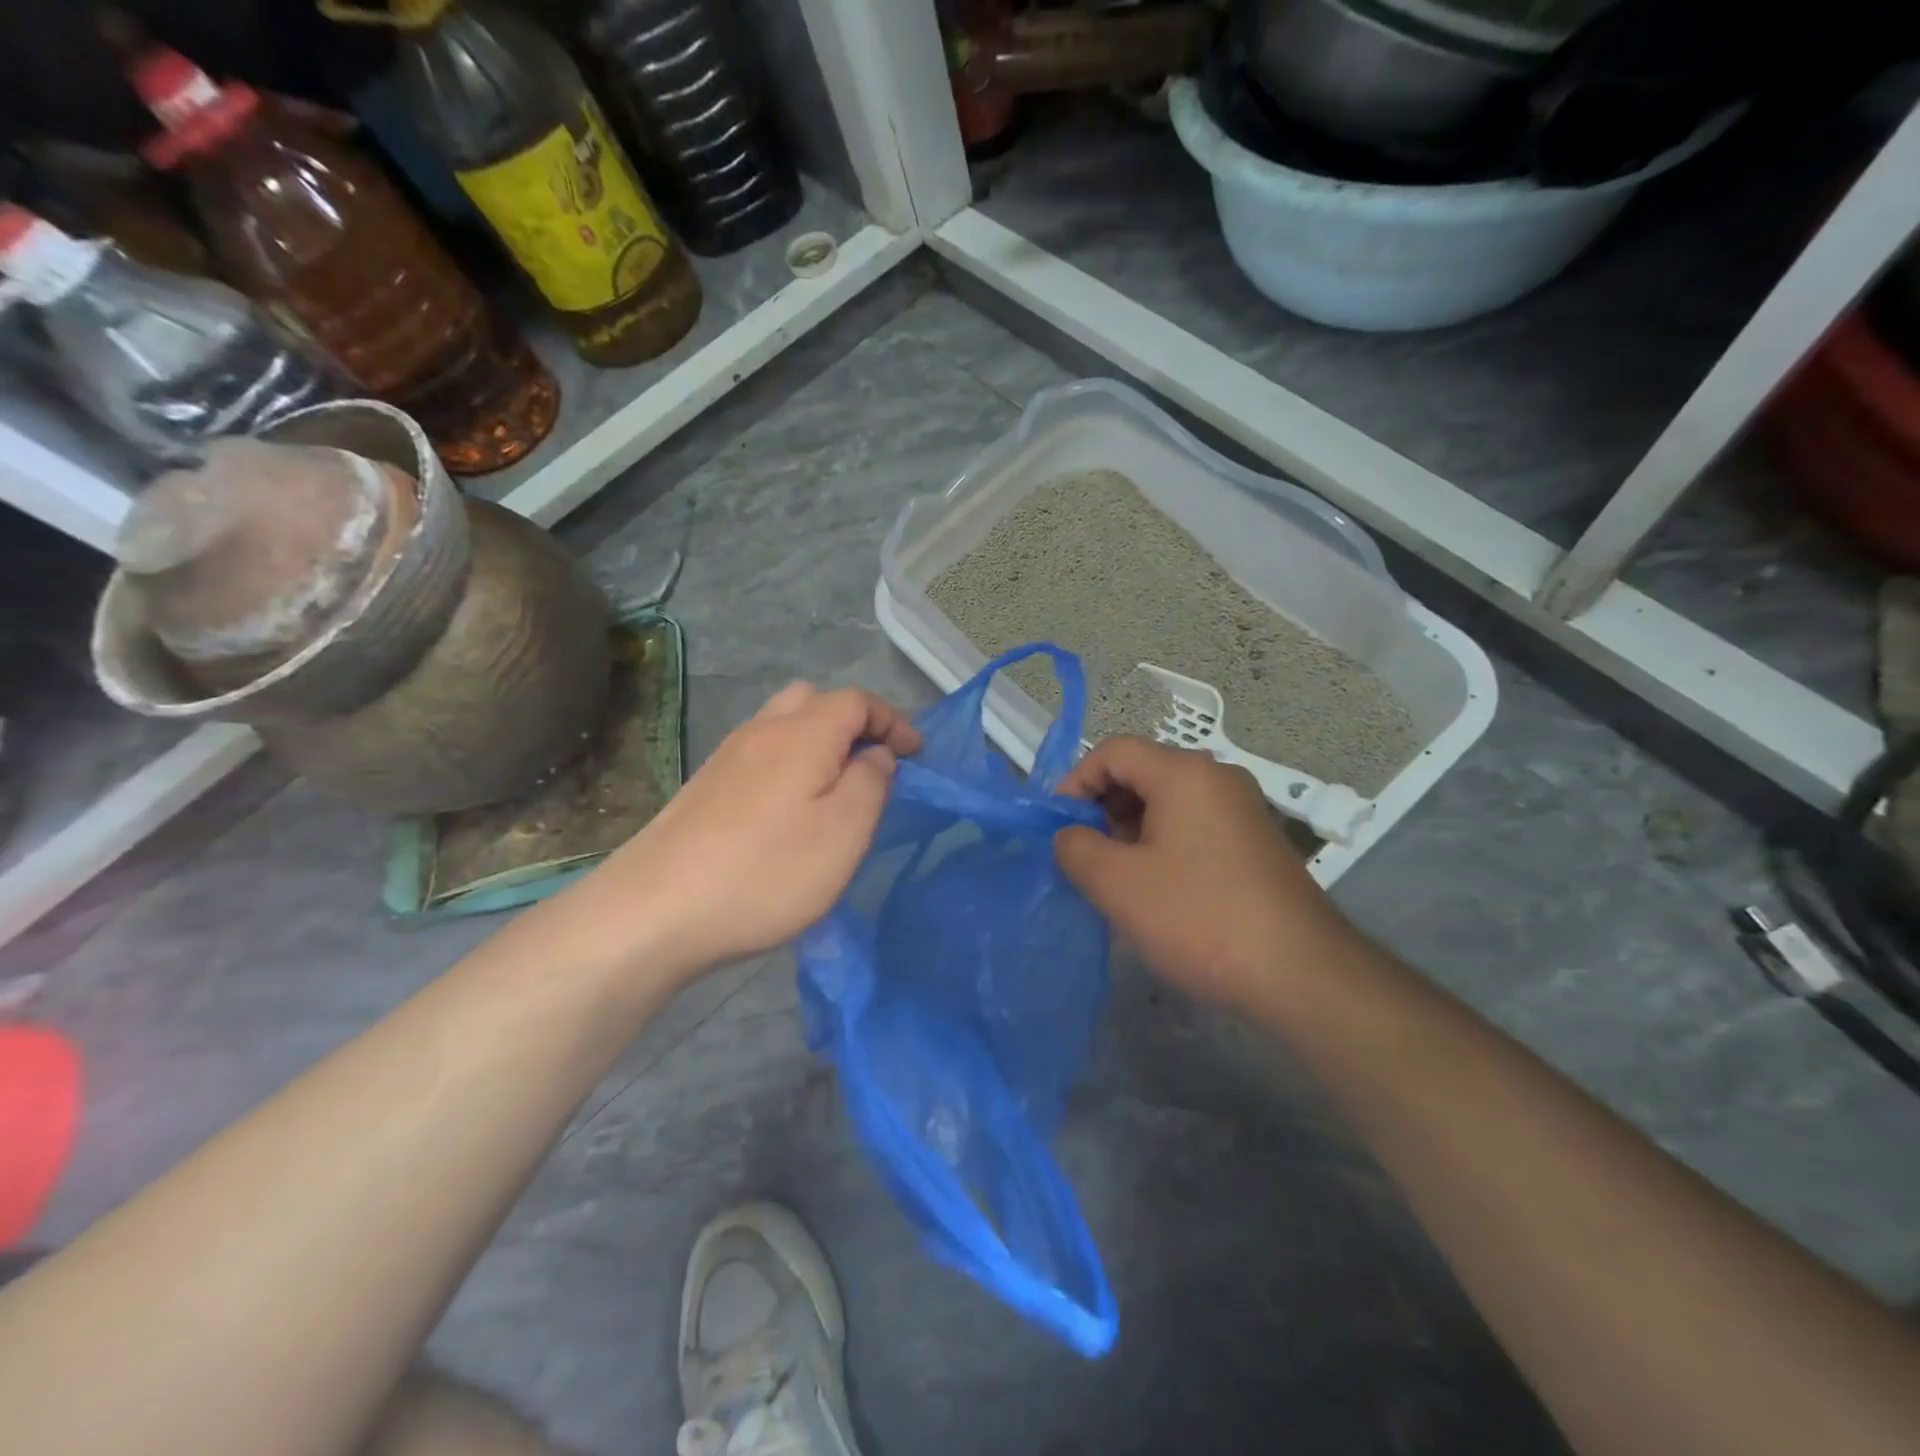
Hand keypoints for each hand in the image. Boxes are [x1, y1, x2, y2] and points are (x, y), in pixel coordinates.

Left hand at [565, 683, 919, 983]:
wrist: (654, 911)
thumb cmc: (765, 871)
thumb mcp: (844, 831)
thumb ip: (871, 782)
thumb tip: (875, 755)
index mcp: (802, 733)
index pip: (857, 701)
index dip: (893, 721)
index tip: (916, 756)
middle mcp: (761, 731)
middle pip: (815, 701)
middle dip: (853, 724)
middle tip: (873, 766)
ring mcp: (726, 757)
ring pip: (783, 725)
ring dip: (819, 744)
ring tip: (835, 789)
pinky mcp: (704, 787)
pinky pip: (760, 754)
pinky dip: (789, 764)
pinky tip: (787, 811)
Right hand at [1053, 737, 1359, 1016]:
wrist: (1302, 975)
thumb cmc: (1200, 919)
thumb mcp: (1118, 884)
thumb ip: (1075, 848)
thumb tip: (1068, 835)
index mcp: (1185, 773)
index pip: (1112, 751)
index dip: (1075, 782)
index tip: (1057, 827)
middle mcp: (1217, 778)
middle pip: (1142, 772)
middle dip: (1102, 808)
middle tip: (1082, 855)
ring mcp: (1242, 810)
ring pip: (1167, 802)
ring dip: (1129, 830)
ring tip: (1114, 878)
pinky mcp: (1256, 843)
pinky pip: (1193, 826)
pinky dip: (1161, 845)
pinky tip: (1154, 890)